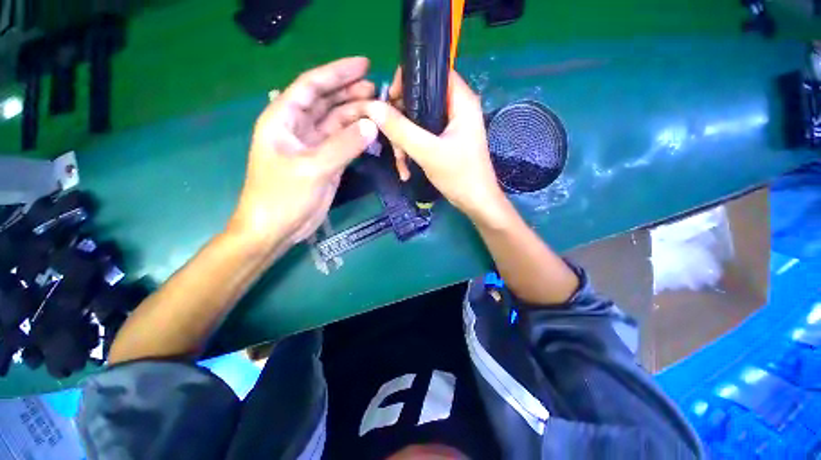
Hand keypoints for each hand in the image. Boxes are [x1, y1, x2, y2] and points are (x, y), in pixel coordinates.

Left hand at [228, 57, 378, 248]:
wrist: (278, 228)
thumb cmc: (283, 196)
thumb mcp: (312, 168)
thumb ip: (343, 146)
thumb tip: (372, 125)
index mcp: (283, 119)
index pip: (311, 86)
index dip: (336, 72)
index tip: (363, 64)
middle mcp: (298, 128)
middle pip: (326, 102)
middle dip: (350, 92)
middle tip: (377, 88)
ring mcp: (314, 146)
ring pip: (337, 122)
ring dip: (356, 114)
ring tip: (378, 107)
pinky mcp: (326, 161)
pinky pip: (344, 142)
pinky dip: (357, 137)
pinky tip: (372, 131)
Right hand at [360, 70, 508, 223]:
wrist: (475, 202)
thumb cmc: (460, 176)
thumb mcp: (428, 152)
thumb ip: (401, 129)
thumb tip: (372, 107)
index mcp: (461, 100)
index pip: (431, 72)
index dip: (407, 80)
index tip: (389, 102)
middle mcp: (456, 108)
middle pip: (420, 99)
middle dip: (401, 122)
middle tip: (392, 142)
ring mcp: (449, 126)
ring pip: (417, 122)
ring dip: (404, 142)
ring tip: (400, 165)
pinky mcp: (444, 141)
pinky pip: (421, 137)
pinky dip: (411, 151)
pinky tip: (405, 170)